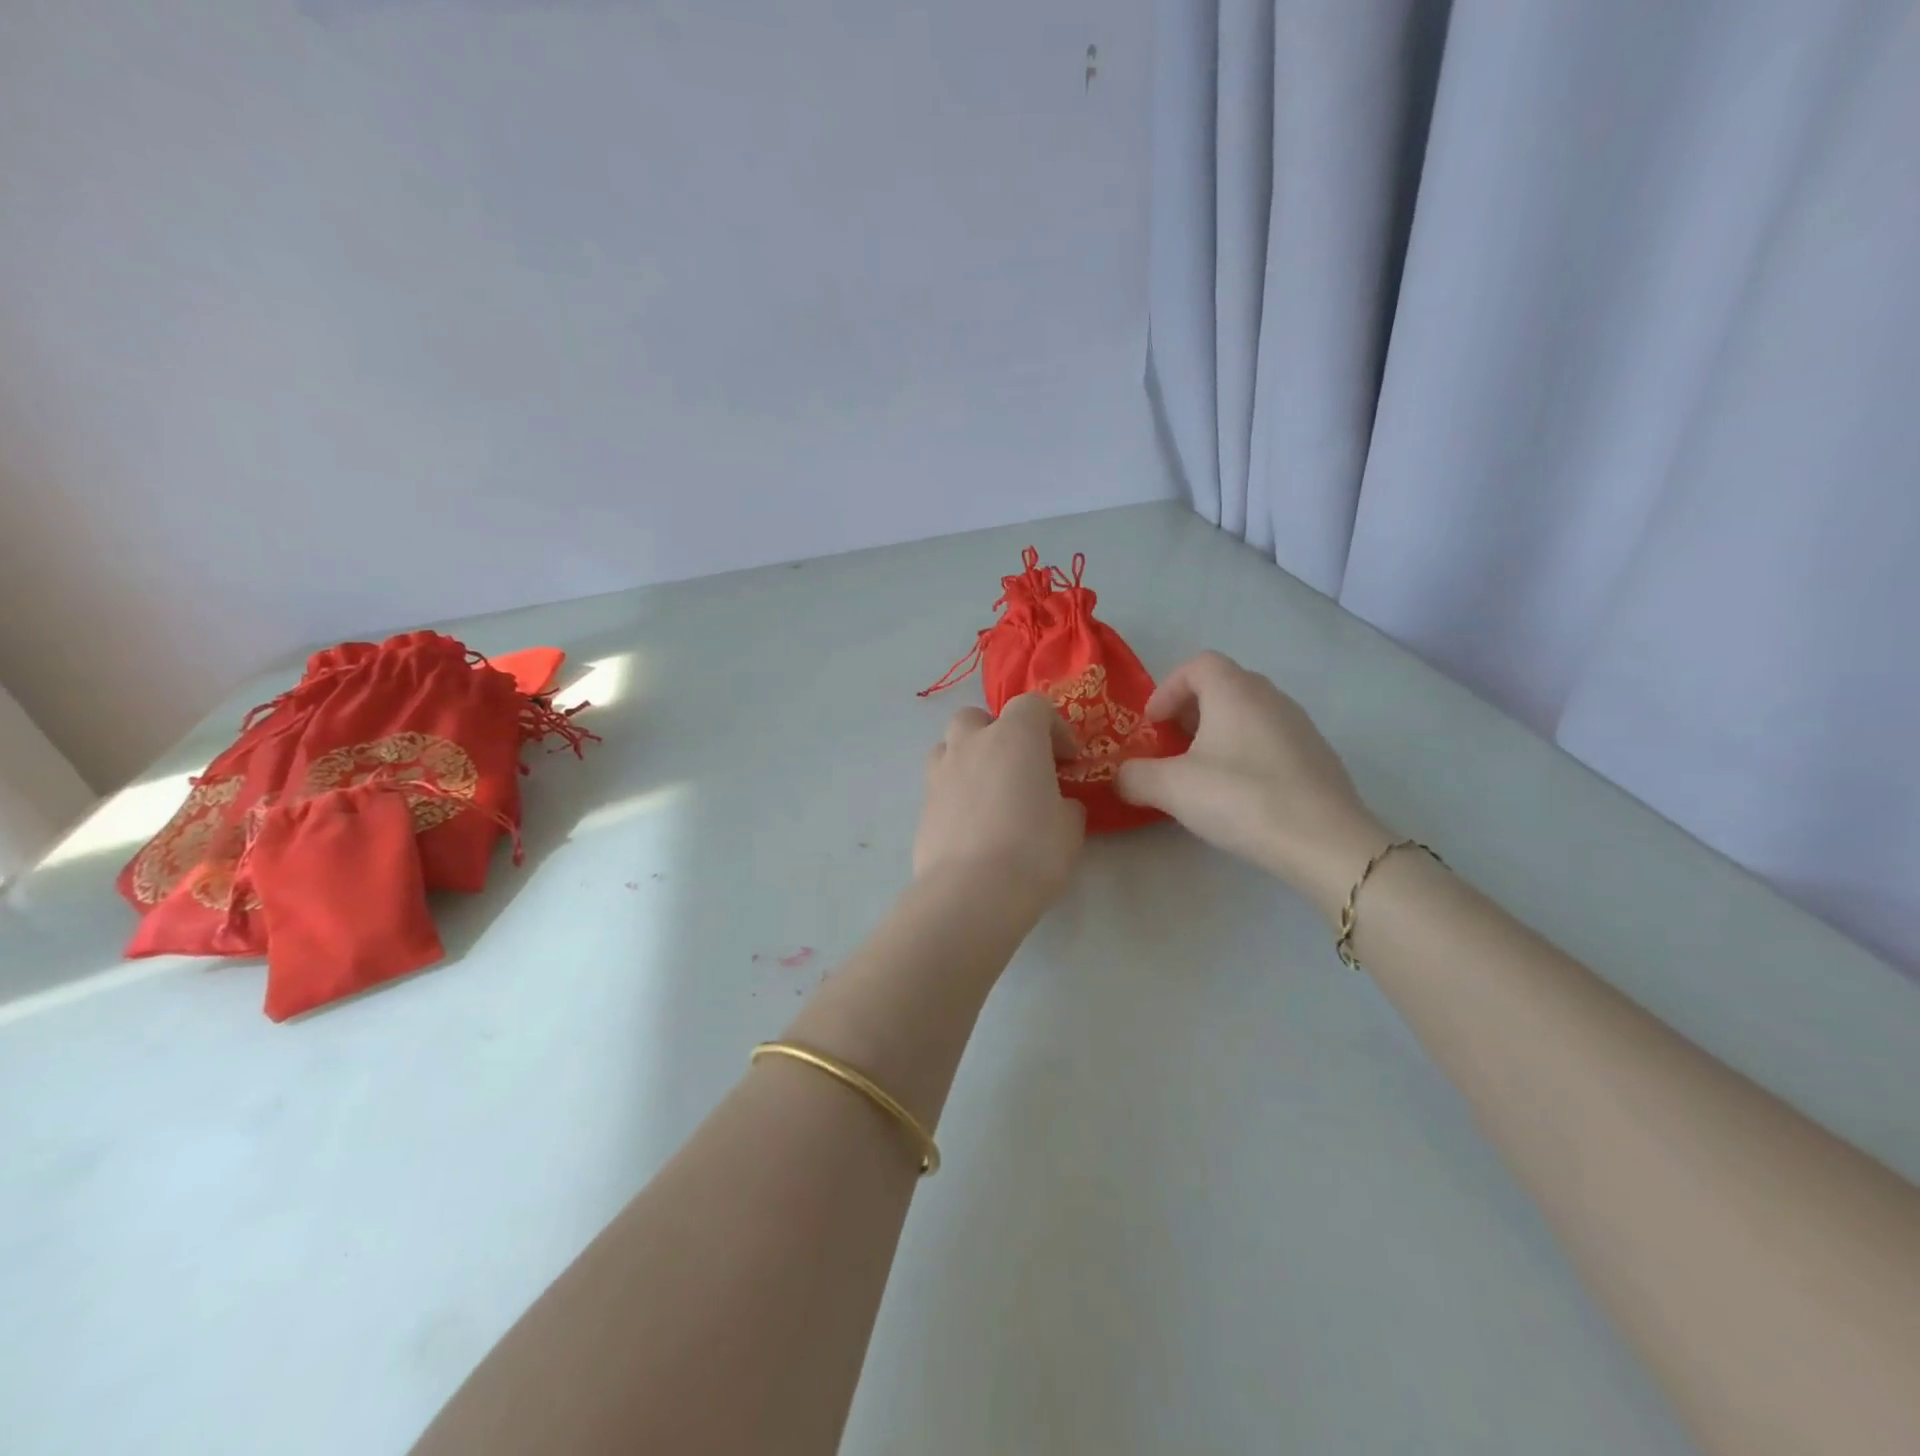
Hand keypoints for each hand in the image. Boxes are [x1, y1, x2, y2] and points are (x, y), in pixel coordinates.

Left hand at [915, 694, 1085, 912]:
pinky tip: (971, 827)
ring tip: (989, 793)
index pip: (1033, 706)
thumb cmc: (1033, 851)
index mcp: (1015, 736)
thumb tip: (1058, 805)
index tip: (1067, 760)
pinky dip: (955, 795)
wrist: (971, 892)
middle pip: (978, 717)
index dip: (1053, 728)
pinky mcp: (921, 806)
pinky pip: (940, 786)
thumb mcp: (1070, 828)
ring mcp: (940, 773)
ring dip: (969, 759)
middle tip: (1018, 768)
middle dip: (998, 734)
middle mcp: (972, 743)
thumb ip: (1065, 805)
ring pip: (950, 747)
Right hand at [1116, 652, 1385, 914]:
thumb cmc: (1241, 798)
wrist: (1325, 842)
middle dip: (1190, 711)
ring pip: (1249, 714)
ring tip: (1203, 773)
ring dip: (1219, 733)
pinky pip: (1271, 740)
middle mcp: (1270, 697)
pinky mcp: (1318, 757)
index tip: (1153, 725)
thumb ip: (1135, 776)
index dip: (1168, 688)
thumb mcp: (1171, 788)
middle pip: (1224, 686)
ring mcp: (1300, 726)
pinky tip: (1241, 794)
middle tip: (1172, 747)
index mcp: (1235, 691)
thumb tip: (1122, 777)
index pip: (1198, 664)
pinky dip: (1246, 753)